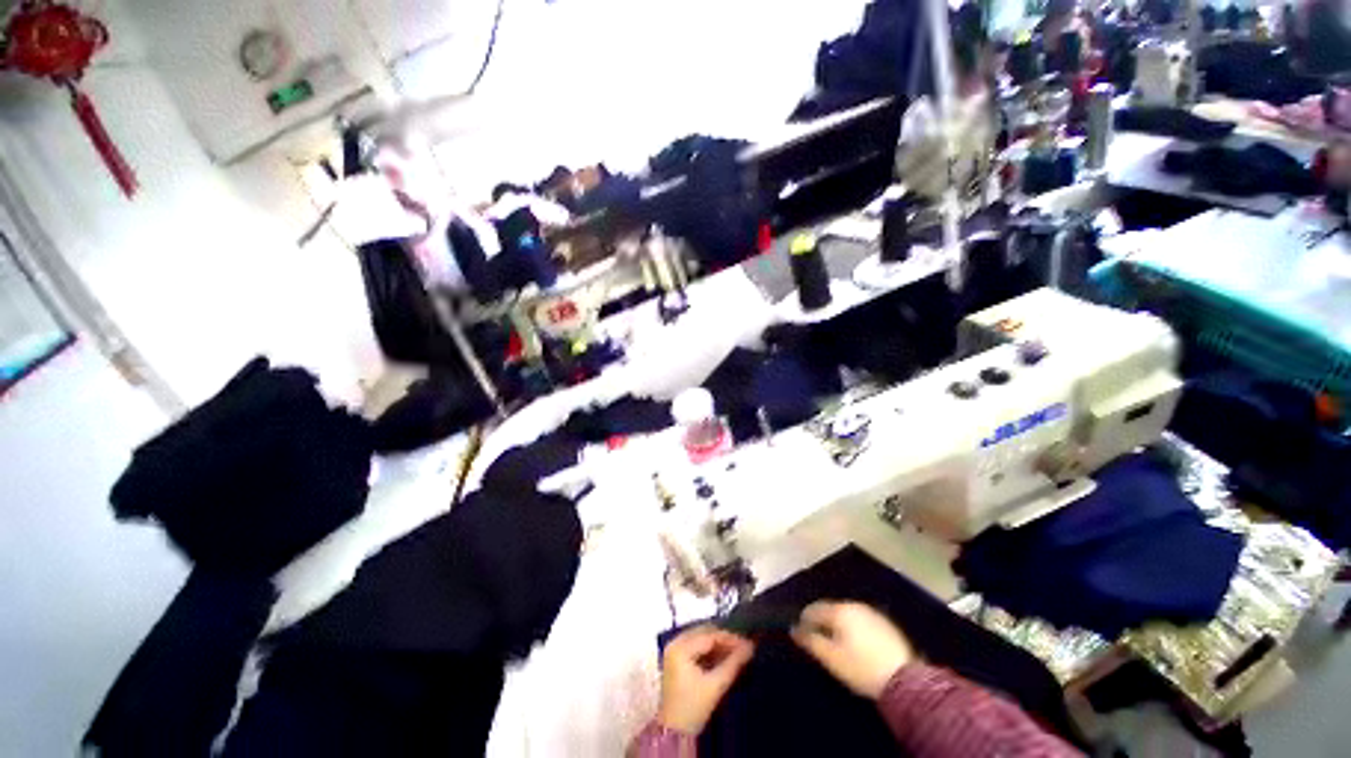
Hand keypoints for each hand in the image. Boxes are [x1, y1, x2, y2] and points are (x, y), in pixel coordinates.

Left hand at [656, 626, 754, 733]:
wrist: (674, 733)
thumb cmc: (693, 708)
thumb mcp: (715, 685)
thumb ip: (733, 664)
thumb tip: (750, 647)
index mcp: (680, 647)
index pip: (709, 636)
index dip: (730, 638)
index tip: (748, 643)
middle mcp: (675, 643)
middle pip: (704, 633)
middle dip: (724, 639)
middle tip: (743, 647)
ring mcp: (674, 650)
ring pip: (701, 639)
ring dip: (718, 645)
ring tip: (736, 652)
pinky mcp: (676, 659)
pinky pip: (696, 647)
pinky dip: (710, 651)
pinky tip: (723, 658)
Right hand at [791, 601, 914, 698]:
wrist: (906, 681)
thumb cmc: (861, 668)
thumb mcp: (831, 658)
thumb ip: (810, 641)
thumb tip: (794, 629)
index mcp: (839, 610)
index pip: (815, 608)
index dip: (805, 620)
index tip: (801, 633)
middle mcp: (855, 605)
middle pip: (831, 609)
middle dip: (822, 620)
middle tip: (817, 638)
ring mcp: (873, 613)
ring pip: (847, 614)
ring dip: (838, 623)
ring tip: (836, 641)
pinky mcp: (886, 624)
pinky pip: (862, 620)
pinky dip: (854, 628)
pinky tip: (856, 643)